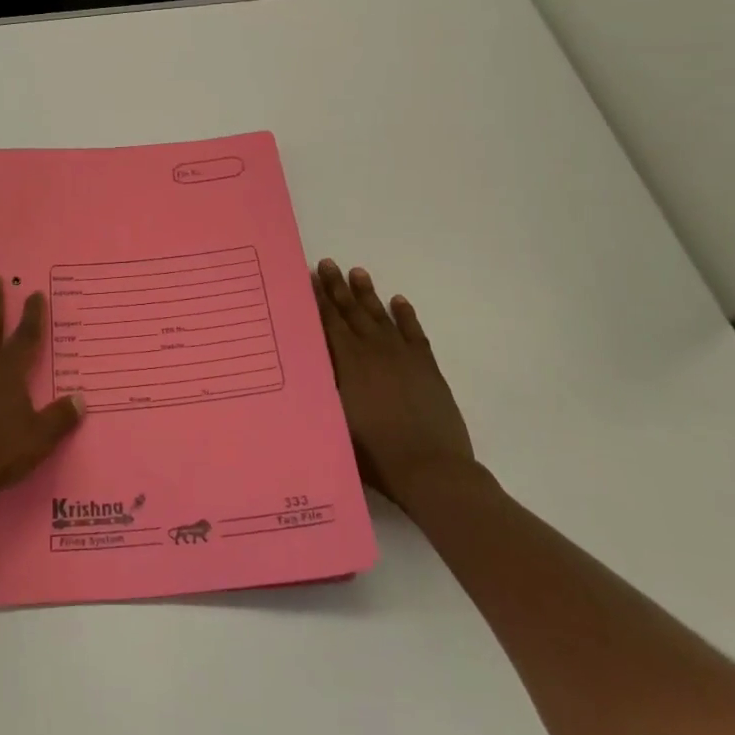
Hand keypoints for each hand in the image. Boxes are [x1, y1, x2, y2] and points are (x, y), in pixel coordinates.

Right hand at [314, 259, 476, 512]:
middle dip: (338, 287)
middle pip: (352, 312)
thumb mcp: (334, 419)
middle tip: (328, 263)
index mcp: (349, 362)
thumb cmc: (375, 453)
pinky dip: (405, 315)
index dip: (320, 299)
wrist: (431, 470)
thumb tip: (304, 364)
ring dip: (368, 294)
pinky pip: (413, 332)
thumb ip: (322, 387)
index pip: (330, 322)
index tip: (311, 277)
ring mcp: (403, 357)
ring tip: (358, 272)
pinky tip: (399, 301)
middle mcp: (373, 351)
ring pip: (380, 316)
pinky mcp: (427, 367)